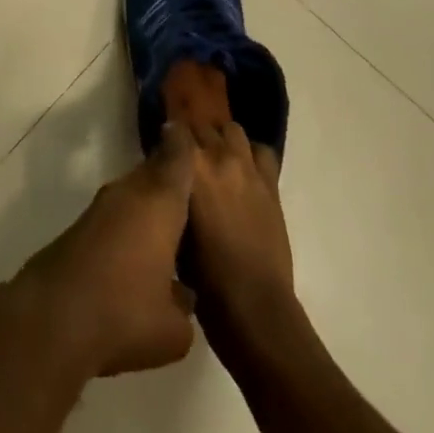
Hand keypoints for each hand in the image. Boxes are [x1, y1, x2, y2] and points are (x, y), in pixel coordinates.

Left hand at [16, 123, 198, 377]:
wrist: (53, 318)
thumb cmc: (126, 314)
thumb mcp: (173, 327)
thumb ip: (184, 303)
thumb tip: (181, 292)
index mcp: (160, 202)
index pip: (178, 158)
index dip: (185, 143)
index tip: (191, 131)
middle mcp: (130, 194)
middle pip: (153, 173)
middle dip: (169, 175)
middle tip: (190, 184)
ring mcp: (100, 208)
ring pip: (132, 194)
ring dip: (147, 203)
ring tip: (167, 222)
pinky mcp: (78, 228)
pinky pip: (114, 215)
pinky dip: (127, 224)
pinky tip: (133, 250)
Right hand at [185, 121, 295, 348]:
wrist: (254, 306)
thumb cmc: (205, 278)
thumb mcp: (175, 230)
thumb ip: (172, 193)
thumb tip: (169, 179)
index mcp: (191, 168)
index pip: (175, 129)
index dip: (167, 136)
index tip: (162, 148)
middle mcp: (219, 157)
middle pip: (202, 126)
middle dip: (192, 137)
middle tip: (187, 158)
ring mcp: (248, 167)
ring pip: (232, 130)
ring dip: (222, 138)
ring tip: (217, 158)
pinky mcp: (271, 183)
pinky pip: (262, 151)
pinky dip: (251, 154)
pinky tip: (244, 171)